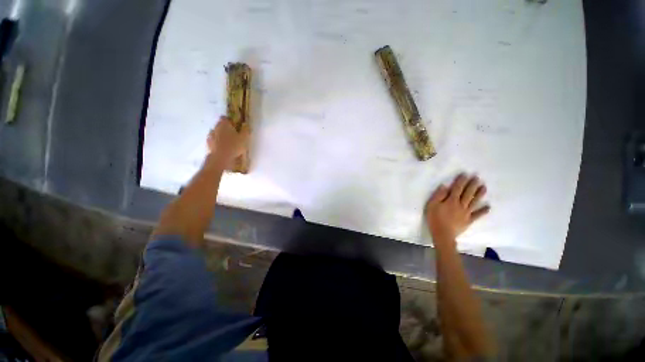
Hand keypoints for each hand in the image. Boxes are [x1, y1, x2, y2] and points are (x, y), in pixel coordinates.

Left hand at [207, 116, 248, 166]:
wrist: (221, 158)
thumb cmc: (234, 146)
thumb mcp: (244, 137)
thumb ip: (245, 130)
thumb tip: (245, 124)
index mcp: (224, 124)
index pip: (225, 118)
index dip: (230, 121)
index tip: (235, 125)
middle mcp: (216, 128)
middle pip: (220, 125)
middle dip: (226, 128)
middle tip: (233, 134)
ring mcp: (211, 136)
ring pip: (216, 133)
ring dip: (220, 135)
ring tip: (228, 142)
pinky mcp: (209, 144)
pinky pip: (214, 141)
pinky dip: (217, 143)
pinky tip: (223, 147)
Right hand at [425, 174, 489, 244]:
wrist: (442, 234)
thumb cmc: (435, 218)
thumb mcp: (431, 205)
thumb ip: (438, 195)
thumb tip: (445, 186)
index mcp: (451, 201)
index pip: (457, 188)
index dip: (461, 181)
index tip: (465, 174)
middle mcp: (461, 205)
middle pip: (467, 193)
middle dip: (472, 185)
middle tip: (477, 177)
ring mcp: (466, 213)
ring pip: (474, 202)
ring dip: (479, 194)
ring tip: (484, 187)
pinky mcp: (468, 220)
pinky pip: (477, 215)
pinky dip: (483, 211)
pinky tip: (488, 207)